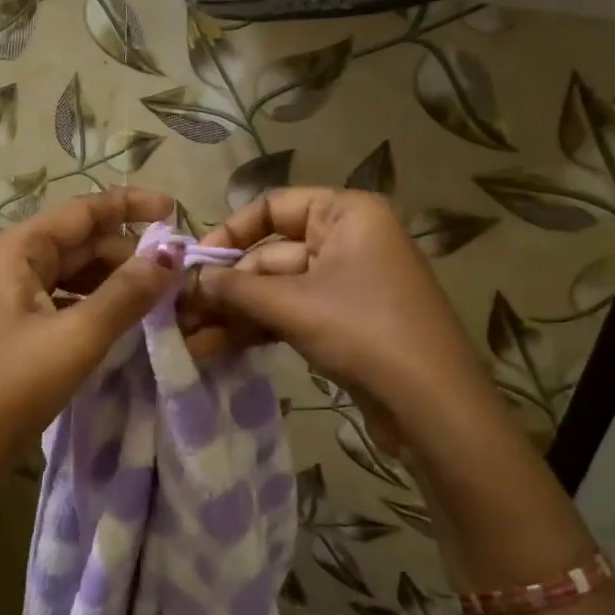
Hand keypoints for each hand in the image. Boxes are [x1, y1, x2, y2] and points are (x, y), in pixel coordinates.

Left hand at [0, 187, 178, 471]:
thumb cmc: (8, 388)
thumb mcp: (75, 339)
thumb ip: (126, 294)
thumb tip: (172, 254)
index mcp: (15, 251)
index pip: (82, 211)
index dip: (131, 206)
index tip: (176, 209)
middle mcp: (9, 263)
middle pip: (79, 242)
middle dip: (127, 252)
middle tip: (178, 272)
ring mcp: (8, 297)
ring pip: (72, 274)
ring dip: (114, 281)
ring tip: (160, 297)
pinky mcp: (13, 328)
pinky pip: (62, 301)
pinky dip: (95, 306)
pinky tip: (124, 322)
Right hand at [184, 188, 505, 453]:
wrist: (434, 408)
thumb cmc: (364, 331)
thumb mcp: (293, 304)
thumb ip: (235, 287)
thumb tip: (188, 279)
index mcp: (347, 214)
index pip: (274, 206)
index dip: (231, 232)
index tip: (195, 263)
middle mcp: (349, 240)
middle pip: (271, 254)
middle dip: (226, 286)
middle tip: (180, 312)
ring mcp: (347, 284)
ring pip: (278, 289)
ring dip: (236, 312)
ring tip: (190, 337)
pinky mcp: (345, 322)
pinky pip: (292, 314)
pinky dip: (259, 328)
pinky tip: (217, 347)